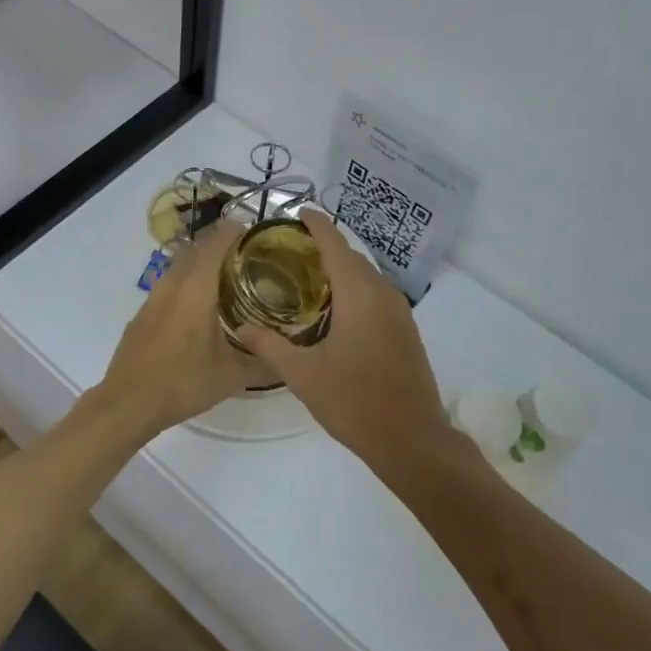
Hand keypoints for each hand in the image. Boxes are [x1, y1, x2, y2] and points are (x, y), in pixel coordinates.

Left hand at [91, 222, 274, 437]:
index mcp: (196, 288)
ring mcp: (153, 297)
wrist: (127, 403)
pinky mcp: (144, 312)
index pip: (217, 242)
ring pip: (181, 265)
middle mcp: (173, 284)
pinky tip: (201, 308)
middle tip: (251, 258)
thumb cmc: (182, 383)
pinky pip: (170, 283)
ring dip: (203, 263)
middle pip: (198, 247)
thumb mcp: (232, 377)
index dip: (237, 231)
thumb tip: (292, 358)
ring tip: (229, 280)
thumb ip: (266, 363)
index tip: (259, 235)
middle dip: (223, 245)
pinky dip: (188, 282)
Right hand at [238, 212, 448, 464]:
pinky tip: (337, 310)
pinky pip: (378, 294)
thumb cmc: (353, 401)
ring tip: (310, 278)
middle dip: (325, 247)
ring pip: (368, 276)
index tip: (297, 213)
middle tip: (291, 253)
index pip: (335, 244)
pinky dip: (356, 288)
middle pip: (352, 257)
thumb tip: (240, 326)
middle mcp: (382, 293)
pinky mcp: (407, 329)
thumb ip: (269, 346)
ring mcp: (399, 311)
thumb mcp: (302, 374)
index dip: (316, 224)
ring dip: (342, 269)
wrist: (410, 438)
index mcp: (358, 294)